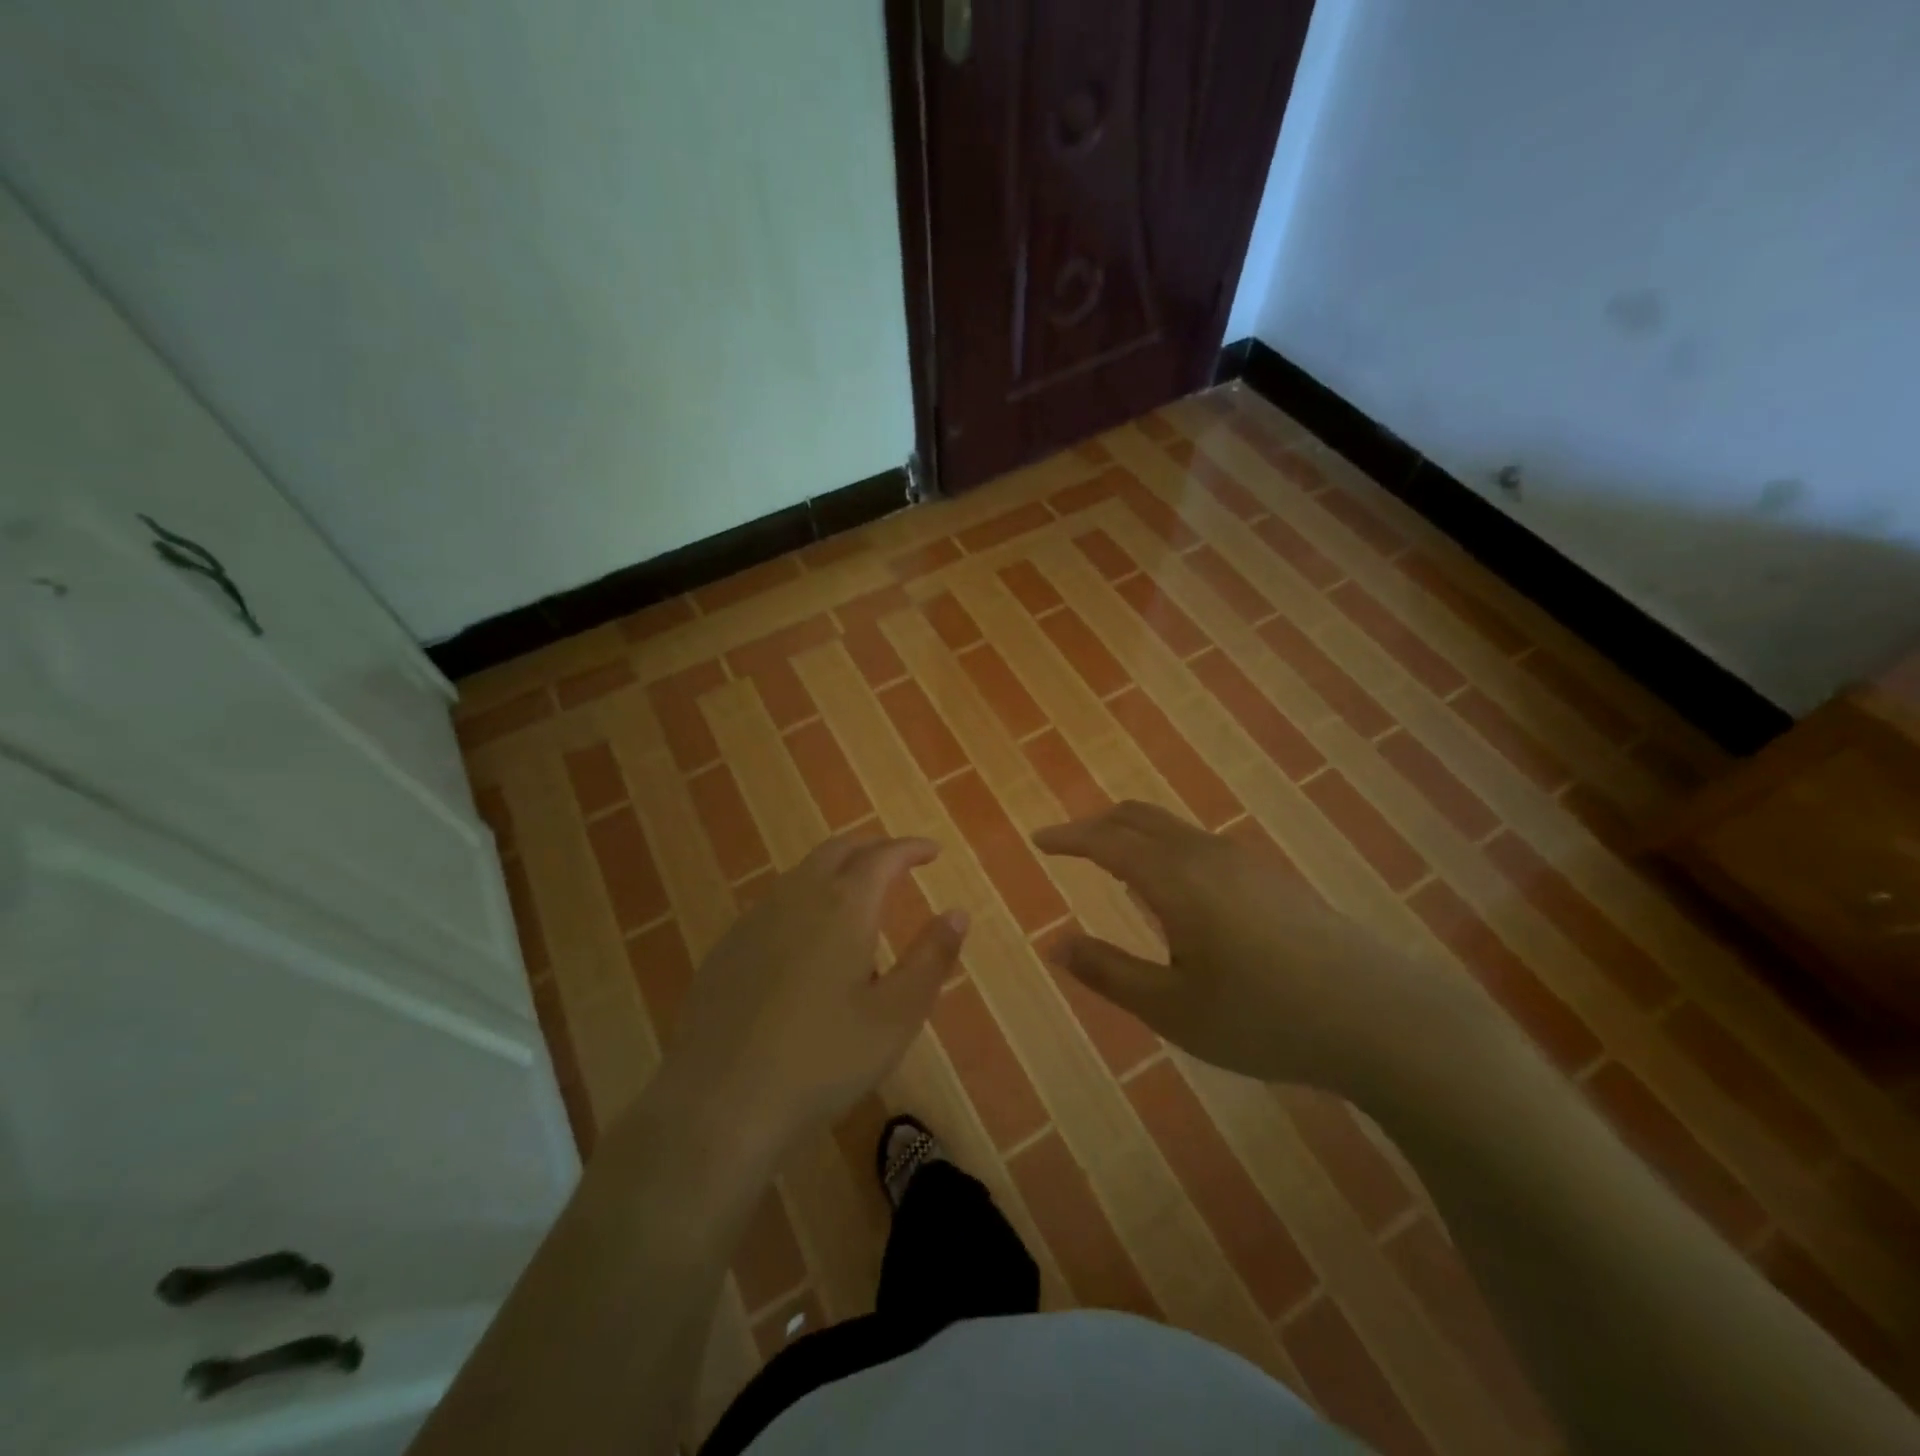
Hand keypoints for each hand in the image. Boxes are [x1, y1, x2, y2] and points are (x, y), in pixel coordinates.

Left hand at [646, 832, 968, 1161]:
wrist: (718, 1105)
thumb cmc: (822, 1060)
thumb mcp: (896, 1016)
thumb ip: (931, 958)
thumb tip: (956, 913)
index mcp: (844, 906)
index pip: (883, 856)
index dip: (911, 848)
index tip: (932, 851)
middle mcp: (797, 897)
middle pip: (838, 850)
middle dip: (872, 848)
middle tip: (897, 862)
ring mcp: (754, 920)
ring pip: (802, 873)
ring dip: (836, 871)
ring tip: (857, 897)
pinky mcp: (726, 949)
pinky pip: (775, 903)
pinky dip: (804, 899)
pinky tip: (806, 939)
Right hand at [1033, 802, 1483, 1097]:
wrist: (1381, 1019)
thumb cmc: (1265, 1018)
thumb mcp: (1173, 1009)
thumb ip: (1109, 973)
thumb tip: (1056, 942)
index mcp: (1176, 878)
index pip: (1107, 841)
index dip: (1068, 837)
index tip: (1038, 840)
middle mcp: (1207, 854)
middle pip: (1138, 818)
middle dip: (1096, 825)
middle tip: (1067, 844)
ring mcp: (1244, 861)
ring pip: (1171, 827)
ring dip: (1132, 833)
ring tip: (1111, 861)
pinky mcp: (1270, 877)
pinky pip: (1197, 843)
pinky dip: (1163, 846)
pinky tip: (1171, 887)